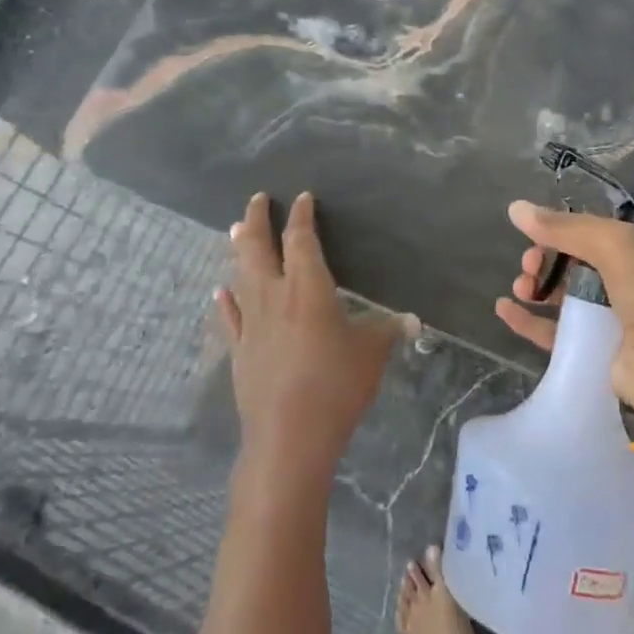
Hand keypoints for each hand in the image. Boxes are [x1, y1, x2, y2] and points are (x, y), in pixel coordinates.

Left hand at [217, 192, 408, 481]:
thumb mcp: (372, 355)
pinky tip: (220, 292)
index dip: (302, 216)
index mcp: (308, 287)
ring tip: (236, 229)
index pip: (302, 239)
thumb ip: (388, 331)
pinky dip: (227, 301)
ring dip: (239, 249)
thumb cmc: (336, 386)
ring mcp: (251, 323)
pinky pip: (230, 317)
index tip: (303, 198)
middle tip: (257, 198)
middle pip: (259, 247)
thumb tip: (413, 321)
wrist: (289, 436)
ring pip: (241, 275)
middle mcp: (274, 295)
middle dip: (258, 219)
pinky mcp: (239, 351)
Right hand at [493, 201, 633, 452]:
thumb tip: (515, 208)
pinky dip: (529, 322)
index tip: (533, 235)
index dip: (560, 231)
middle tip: (528, 266)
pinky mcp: (596, 357)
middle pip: (574, 265)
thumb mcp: (619, 247)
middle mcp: (628, 285)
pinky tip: (505, 310)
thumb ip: (567, 227)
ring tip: (519, 288)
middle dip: (545, 259)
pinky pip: (555, 334)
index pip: (591, 234)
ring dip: (536, 287)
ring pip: (563, 298)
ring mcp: (612, 324)